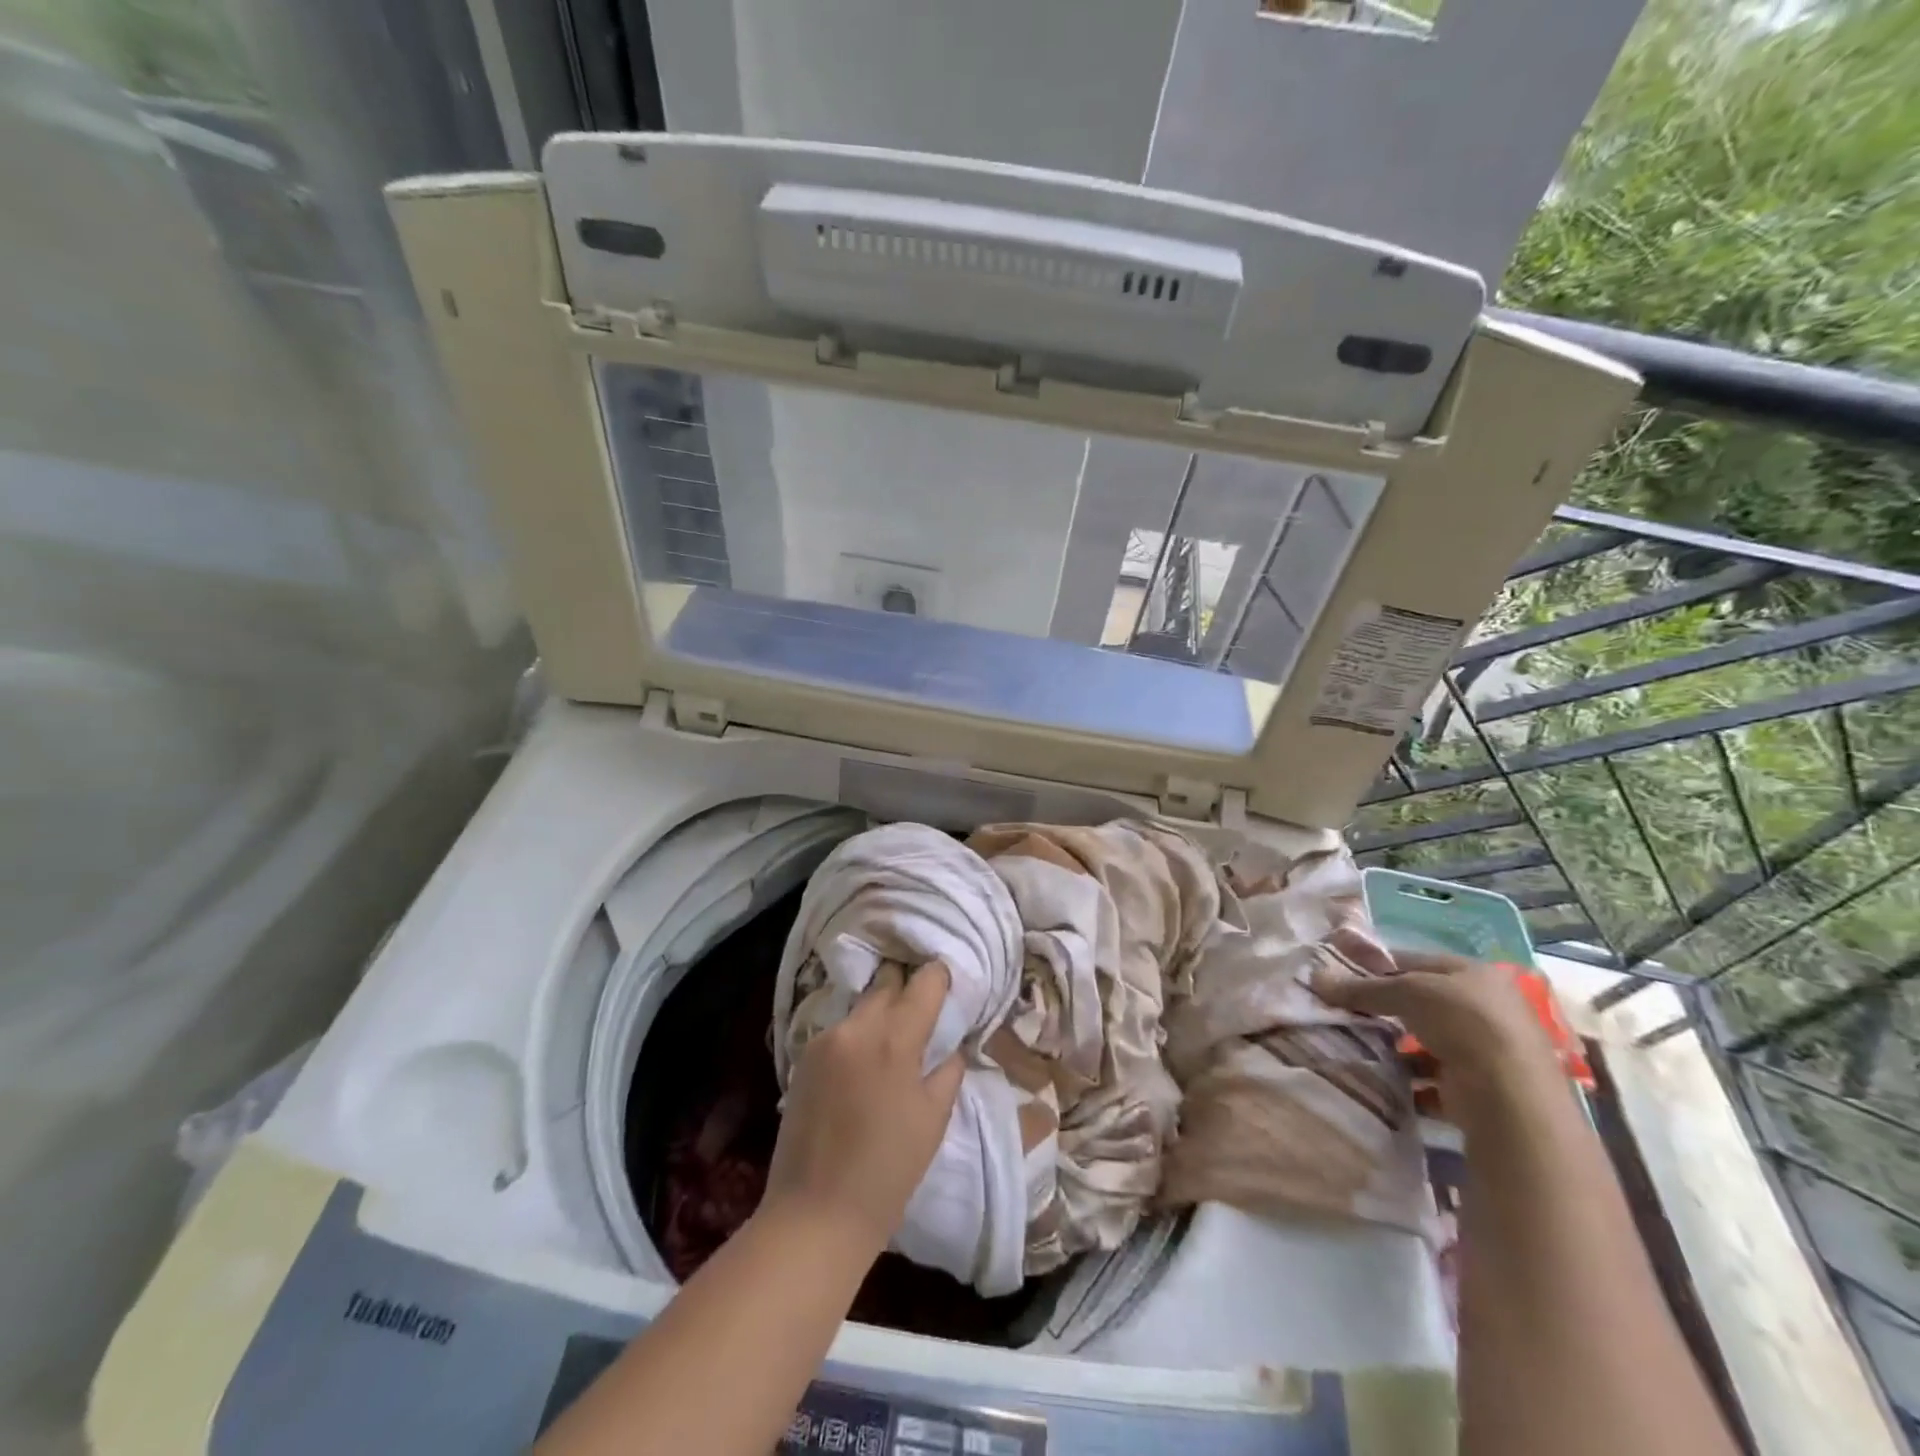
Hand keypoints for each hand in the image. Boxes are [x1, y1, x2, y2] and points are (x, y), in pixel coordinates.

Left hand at [763, 960, 965, 1256]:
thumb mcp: (933, 1120)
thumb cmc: (887, 1171)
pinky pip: (840, 1030)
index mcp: (895, 1038)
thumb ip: (947, 1070)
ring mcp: (825, 1040)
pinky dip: (858, 1034)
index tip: (949, 982)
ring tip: (894, 1037)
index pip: (924, 982)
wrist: (815, 1215)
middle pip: (887, 983)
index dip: (939, 977)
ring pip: (861, 1005)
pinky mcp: (803, 1058)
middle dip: (907, 987)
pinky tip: (864, 1061)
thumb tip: (952, 1045)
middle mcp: (857, 1027)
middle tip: (923, 1008)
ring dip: (880, 1011)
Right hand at [1312, 930, 1564, 1118]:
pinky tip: (1385, 1080)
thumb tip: (1316, 978)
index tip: (1343, 978)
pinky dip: (1411, 1080)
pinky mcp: (1483, 1088)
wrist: (1511, 1096)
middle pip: (1423, 1003)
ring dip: (1398, 1047)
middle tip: (1349, 1013)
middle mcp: (1487, 1008)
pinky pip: (1435, 1078)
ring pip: (1429, 1041)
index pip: (1416, 962)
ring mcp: (1488, 1050)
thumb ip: (1362, 987)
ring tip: (1361, 1047)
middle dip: (1387, 1010)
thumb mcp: (1406, 992)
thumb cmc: (1462, 1023)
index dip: (1379, 967)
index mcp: (1475, 974)